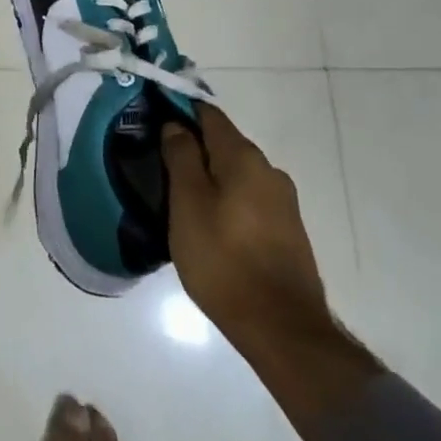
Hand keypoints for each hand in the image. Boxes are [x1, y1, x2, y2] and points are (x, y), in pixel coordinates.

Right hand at [160, 104, 331, 359]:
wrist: (282, 330)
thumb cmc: (224, 259)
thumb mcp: (187, 204)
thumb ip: (181, 157)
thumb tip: (176, 124)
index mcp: (244, 157)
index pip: (208, 114)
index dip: (179, 110)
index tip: (153, 119)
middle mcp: (269, 170)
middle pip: (223, 143)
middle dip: (193, 147)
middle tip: (159, 163)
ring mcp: (283, 202)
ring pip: (236, 173)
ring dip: (209, 177)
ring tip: (179, 197)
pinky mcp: (287, 231)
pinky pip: (248, 199)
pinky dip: (226, 200)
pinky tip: (209, 224)